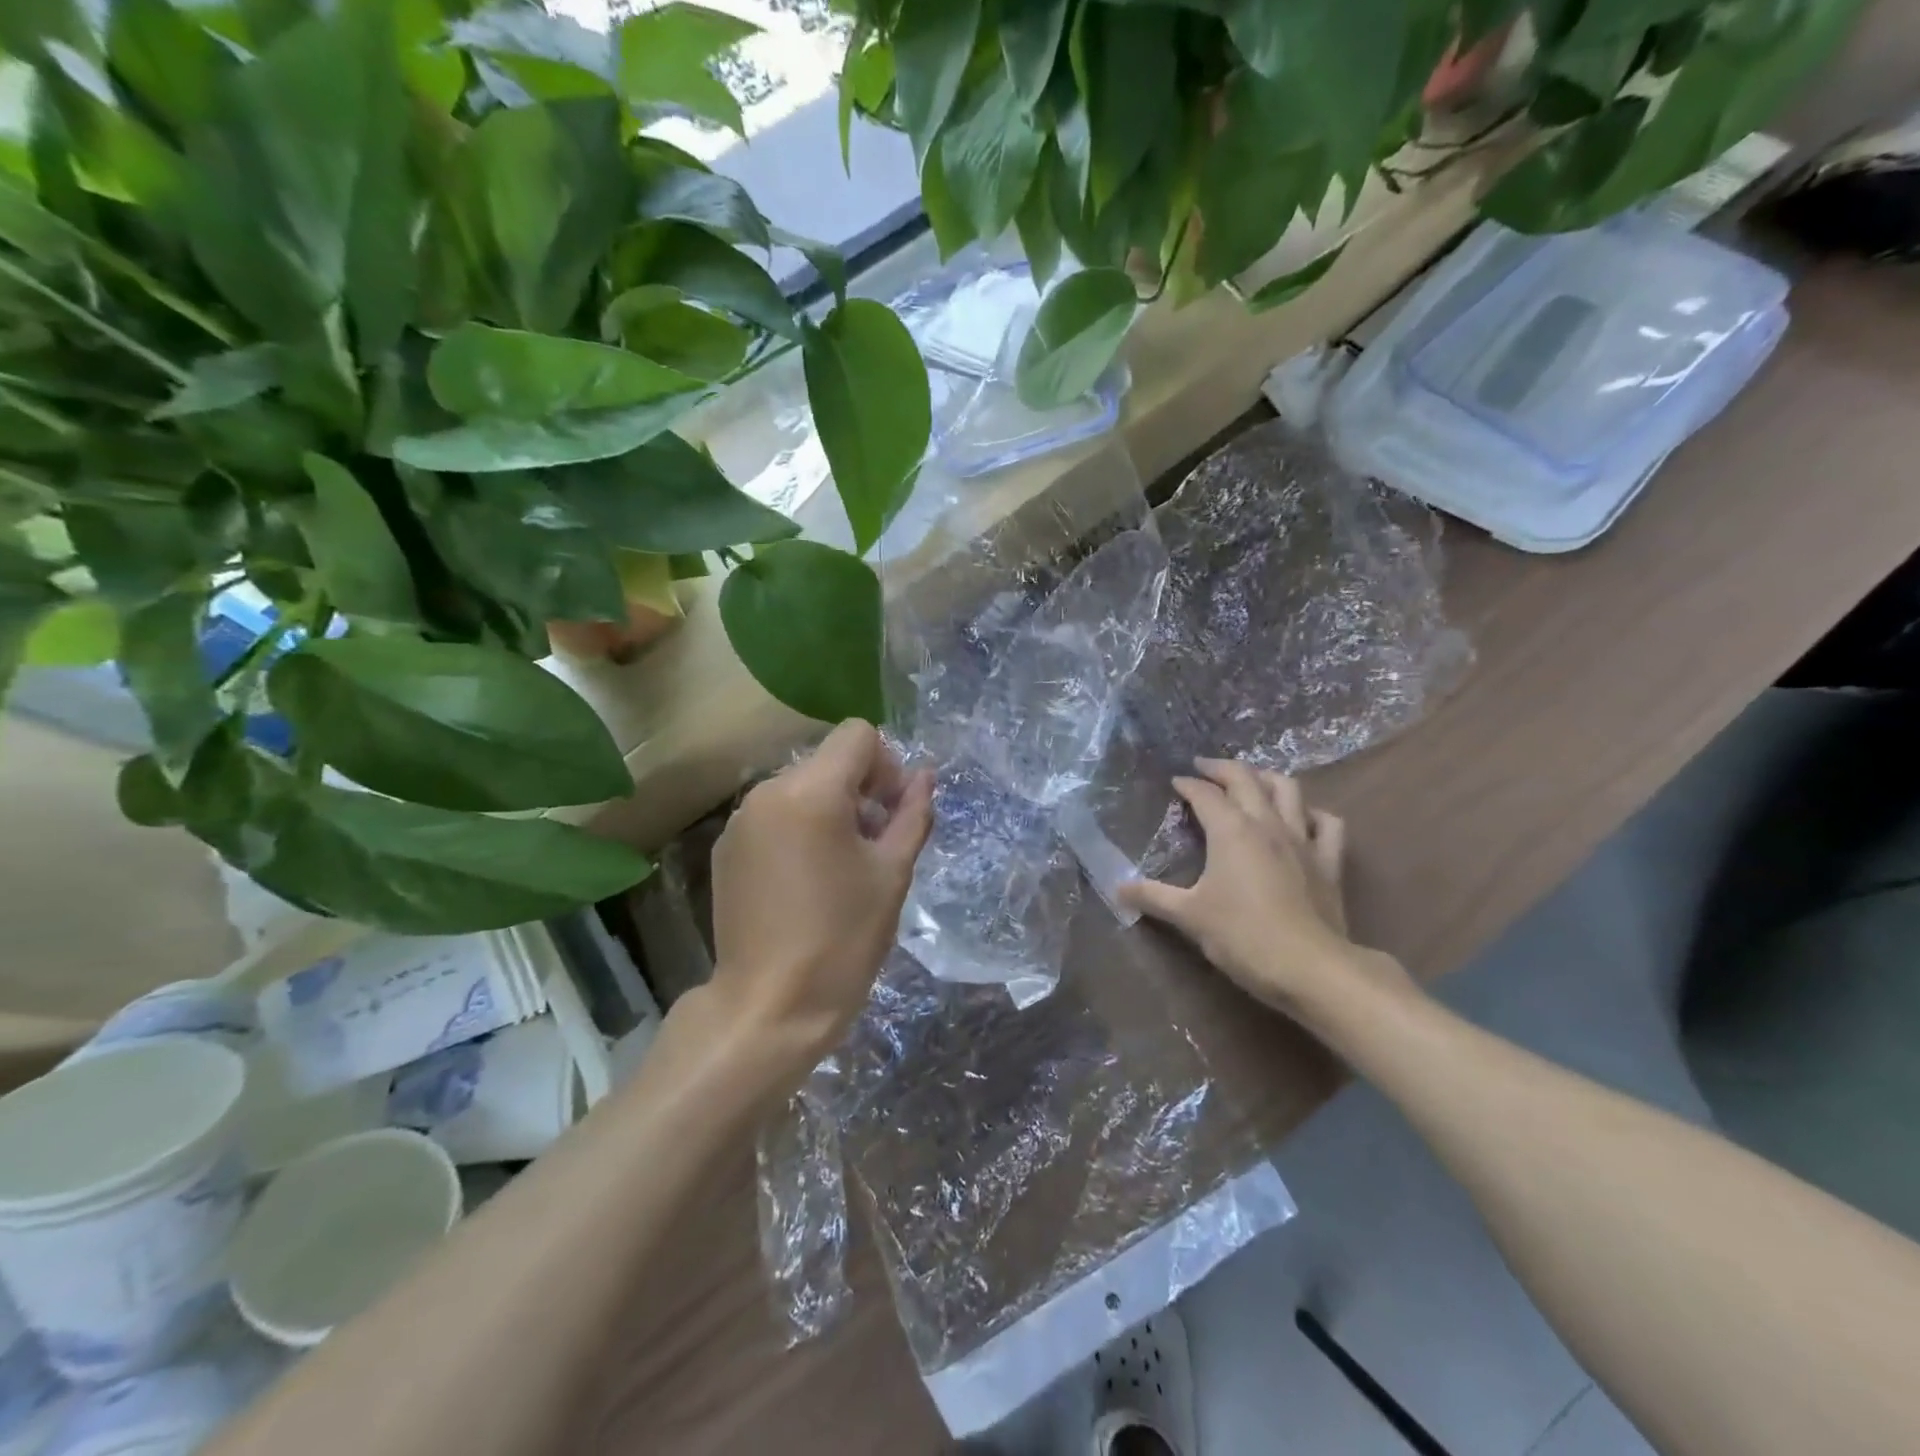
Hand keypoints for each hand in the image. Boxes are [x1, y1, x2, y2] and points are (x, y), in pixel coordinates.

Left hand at [701, 720, 933, 1085]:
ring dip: (829, 810)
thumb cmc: (843, 938)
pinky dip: (798, 829)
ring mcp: (740, 820)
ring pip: (800, 787)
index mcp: (811, 791)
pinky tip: (804, 881)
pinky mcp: (726, 848)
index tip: (890, 813)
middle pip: (828, 760)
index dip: (885, 765)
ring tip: (839, 867)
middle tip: (873, 846)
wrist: (769, 1007)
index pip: (857, 734)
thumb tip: (924, 776)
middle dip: (859, 789)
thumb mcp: (892, 873)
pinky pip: (774, 815)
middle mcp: (768, 791)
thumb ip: (912, 813)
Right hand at [1119, 759, 1404, 1019]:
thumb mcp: (1188, 916)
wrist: (1309, 967)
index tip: (1174, 781)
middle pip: (1245, 779)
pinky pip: (1327, 823)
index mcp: (1231, 830)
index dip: (1187, 784)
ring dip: (1265, 778)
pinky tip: (1302, 818)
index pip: (1205, 794)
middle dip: (1222, 768)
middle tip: (1203, 767)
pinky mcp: (1328, 861)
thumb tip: (1117, 888)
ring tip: (1250, 780)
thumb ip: (1152, 897)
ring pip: (1288, 789)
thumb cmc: (1241, 936)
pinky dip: (1312, 813)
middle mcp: (1267, 823)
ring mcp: (1302, 839)